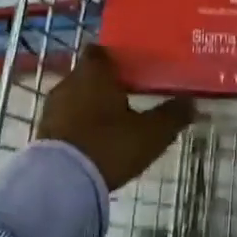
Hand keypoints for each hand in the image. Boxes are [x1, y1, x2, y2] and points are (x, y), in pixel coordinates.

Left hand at [37, 44, 194, 190]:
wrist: (61, 184)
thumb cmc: (109, 145)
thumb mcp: (150, 133)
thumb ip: (172, 116)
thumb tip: (193, 102)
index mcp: (93, 72)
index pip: (100, 51)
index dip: (115, 58)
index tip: (132, 68)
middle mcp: (69, 83)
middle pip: (88, 75)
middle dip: (105, 84)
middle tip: (129, 96)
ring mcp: (52, 109)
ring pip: (75, 98)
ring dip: (90, 107)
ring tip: (113, 122)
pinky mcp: (43, 134)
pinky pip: (65, 121)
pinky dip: (79, 126)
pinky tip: (95, 142)